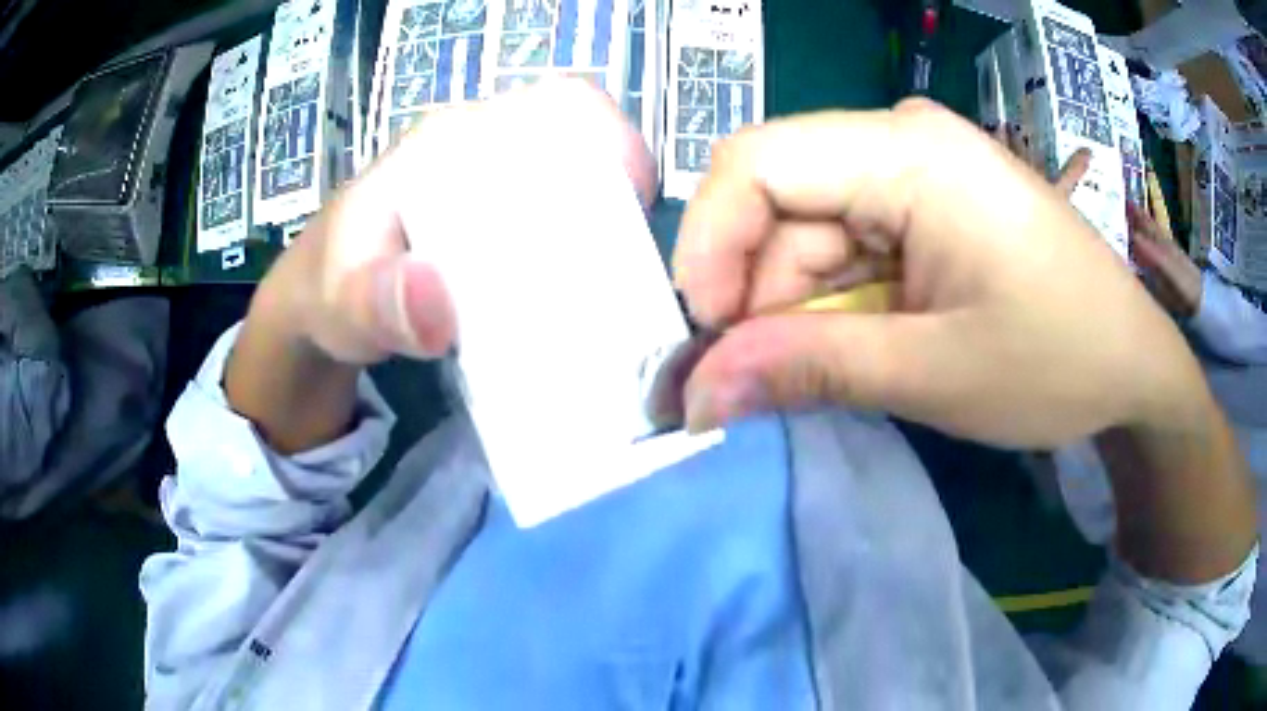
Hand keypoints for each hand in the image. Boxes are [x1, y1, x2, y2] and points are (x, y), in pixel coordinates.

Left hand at [227, 80, 653, 450]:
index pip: (560, 108)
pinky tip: (571, 299)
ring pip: (575, 191)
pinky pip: (555, 222)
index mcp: (454, 140)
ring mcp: (493, 185)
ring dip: (600, 237)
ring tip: (601, 300)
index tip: (634, 209)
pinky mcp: (496, 221)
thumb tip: (439, 300)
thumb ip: (378, 304)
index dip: (616, 142)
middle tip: (617, 281)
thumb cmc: (329, 288)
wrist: (317, 305)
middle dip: (614, 208)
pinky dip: (576, 254)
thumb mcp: (344, 302)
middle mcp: (484, 149)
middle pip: (582, 152)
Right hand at [673, 99, 1208, 447]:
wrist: (1135, 366)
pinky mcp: (930, 206)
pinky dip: (835, 299)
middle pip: (780, 197)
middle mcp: (903, 140)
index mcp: (910, 151)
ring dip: (797, 303)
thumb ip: (810, 369)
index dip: (710, 245)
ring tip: (825, 371)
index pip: (757, 161)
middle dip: (757, 290)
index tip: (708, 336)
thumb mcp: (936, 374)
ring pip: (809, 226)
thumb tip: (698, 393)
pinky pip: (849, 242)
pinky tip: (861, 344)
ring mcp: (918, 170)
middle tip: (759, 379)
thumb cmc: (1061, 361)